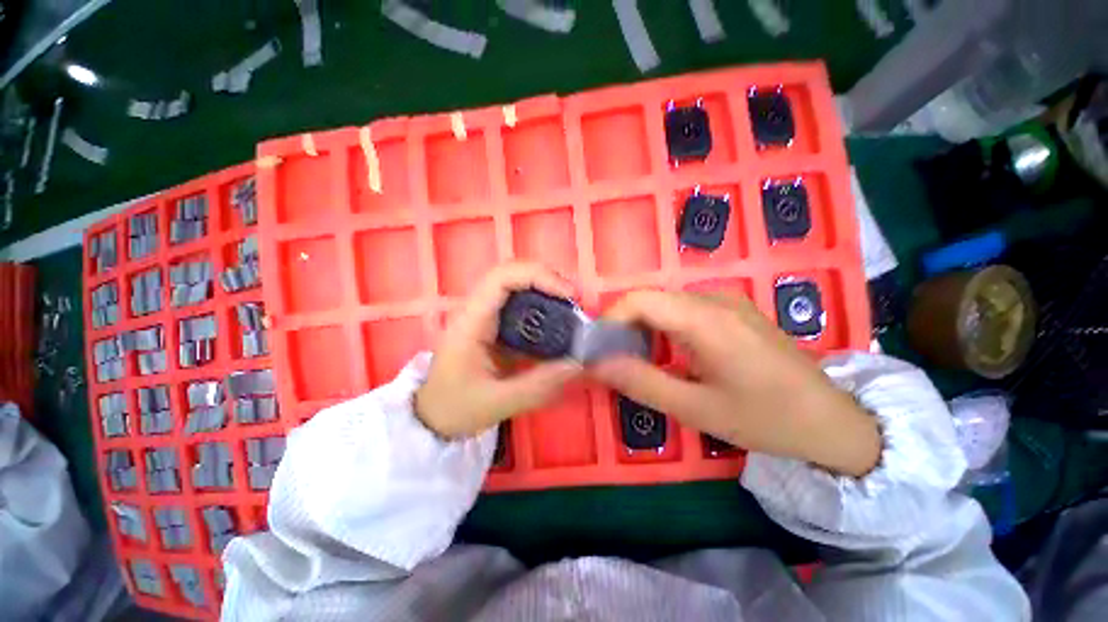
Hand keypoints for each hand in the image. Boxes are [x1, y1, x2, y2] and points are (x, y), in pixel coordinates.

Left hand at [415, 263, 581, 438]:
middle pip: (512, 273)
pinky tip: (555, 324)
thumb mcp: (498, 402)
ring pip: (517, 286)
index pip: (502, 278)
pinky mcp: (493, 324)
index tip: (568, 295)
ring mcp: (484, 315)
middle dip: (546, 279)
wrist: (432, 415)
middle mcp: (476, 310)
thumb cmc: (456, 407)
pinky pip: (519, 304)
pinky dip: (541, 306)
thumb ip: (539, 384)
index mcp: (471, 322)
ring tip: (569, 310)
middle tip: (573, 301)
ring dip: (545, 290)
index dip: (538, 276)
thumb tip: (577, 363)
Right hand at [593, 291, 879, 476]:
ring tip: (638, 359)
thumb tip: (595, 365)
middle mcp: (714, 299)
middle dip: (623, 325)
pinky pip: (684, 308)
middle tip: (614, 358)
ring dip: (643, 326)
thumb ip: (640, 382)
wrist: (832, 420)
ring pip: (665, 303)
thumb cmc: (765, 419)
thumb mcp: (695, 409)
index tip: (599, 348)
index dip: (610, 319)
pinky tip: (669, 353)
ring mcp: (727, 301)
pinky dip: (663, 326)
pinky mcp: (733, 310)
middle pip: (650, 298)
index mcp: (705, 320)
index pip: (639, 299)